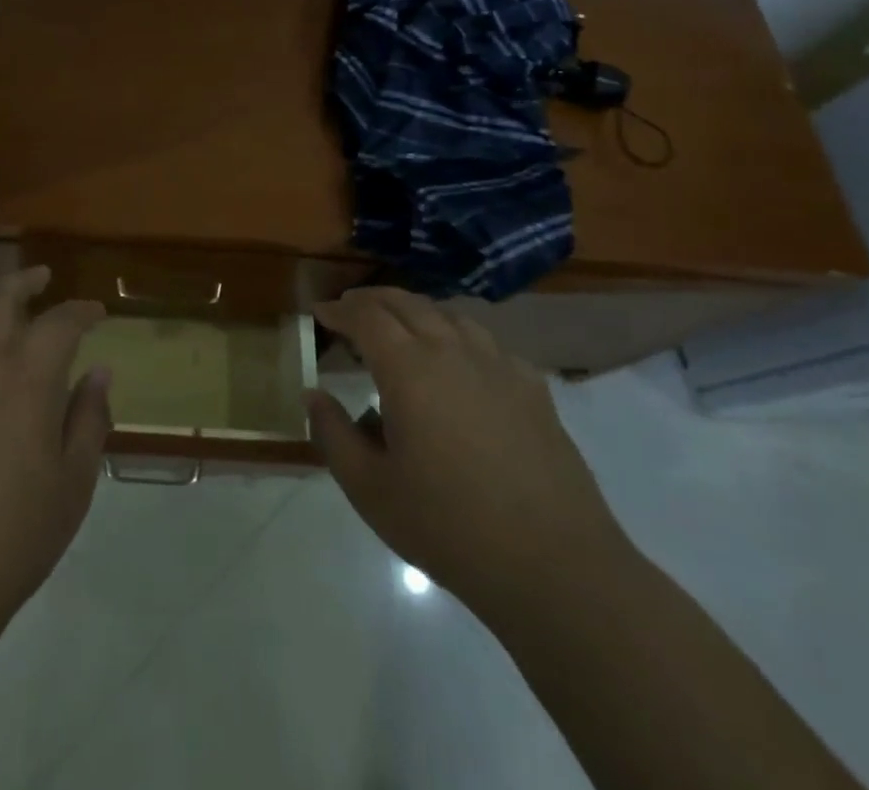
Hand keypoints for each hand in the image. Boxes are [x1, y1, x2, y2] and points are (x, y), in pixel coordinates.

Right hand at [306, 288, 630, 618]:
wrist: (554, 567)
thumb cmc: (449, 527)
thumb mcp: (370, 489)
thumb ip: (333, 434)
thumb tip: (314, 395)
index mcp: (409, 369)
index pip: (366, 317)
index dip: (339, 309)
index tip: (320, 312)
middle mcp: (453, 351)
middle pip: (407, 303)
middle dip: (372, 300)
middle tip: (350, 309)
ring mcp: (498, 366)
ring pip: (449, 315)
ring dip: (416, 311)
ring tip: (400, 327)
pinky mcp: (532, 388)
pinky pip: (487, 342)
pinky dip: (458, 335)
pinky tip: (459, 360)